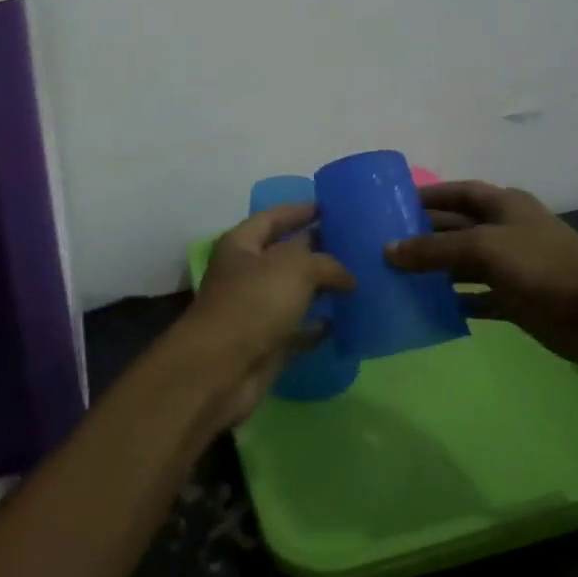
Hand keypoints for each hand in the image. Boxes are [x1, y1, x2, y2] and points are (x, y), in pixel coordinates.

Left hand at [175, 203, 354, 427]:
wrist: (220, 370)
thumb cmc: (253, 303)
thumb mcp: (295, 268)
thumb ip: (326, 263)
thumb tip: (347, 276)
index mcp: (242, 244)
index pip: (273, 217)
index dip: (300, 209)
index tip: (330, 207)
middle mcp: (246, 273)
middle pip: (285, 254)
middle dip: (316, 248)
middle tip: (354, 243)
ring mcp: (255, 311)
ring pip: (293, 292)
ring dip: (320, 288)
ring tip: (357, 280)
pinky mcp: (266, 344)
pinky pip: (297, 329)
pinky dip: (317, 326)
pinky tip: (343, 321)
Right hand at [386, 181, 577, 372]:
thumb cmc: (544, 266)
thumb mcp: (485, 248)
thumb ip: (435, 249)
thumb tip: (388, 251)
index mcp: (502, 205)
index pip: (457, 192)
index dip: (427, 195)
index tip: (391, 203)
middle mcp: (504, 231)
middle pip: (455, 227)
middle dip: (422, 234)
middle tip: (381, 245)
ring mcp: (510, 267)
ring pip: (462, 264)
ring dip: (434, 270)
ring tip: (393, 276)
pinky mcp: (515, 301)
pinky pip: (476, 298)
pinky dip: (454, 302)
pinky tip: (426, 309)